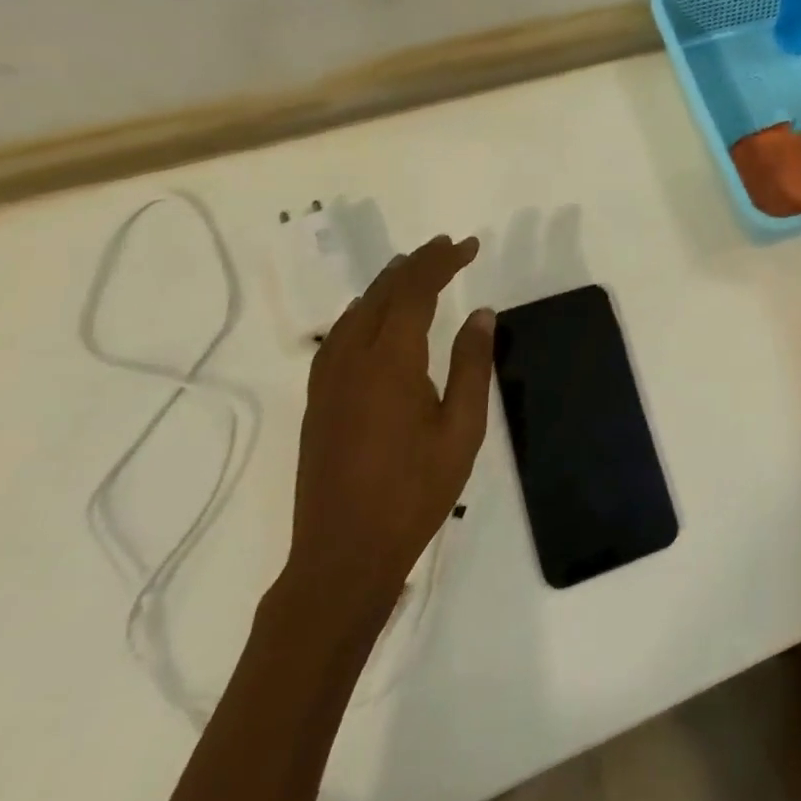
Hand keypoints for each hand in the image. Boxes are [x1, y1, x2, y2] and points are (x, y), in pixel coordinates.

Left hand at [284, 236, 492, 625]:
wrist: (343, 554)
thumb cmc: (415, 492)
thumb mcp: (462, 429)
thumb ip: (472, 365)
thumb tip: (482, 314)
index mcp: (390, 361)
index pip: (416, 291)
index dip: (443, 262)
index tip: (470, 246)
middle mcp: (352, 359)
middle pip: (383, 293)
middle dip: (417, 264)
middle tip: (449, 248)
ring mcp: (328, 380)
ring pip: (356, 311)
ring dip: (388, 284)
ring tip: (416, 270)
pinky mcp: (318, 400)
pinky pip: (339, 336)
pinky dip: (364, 312)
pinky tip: (375, 319)